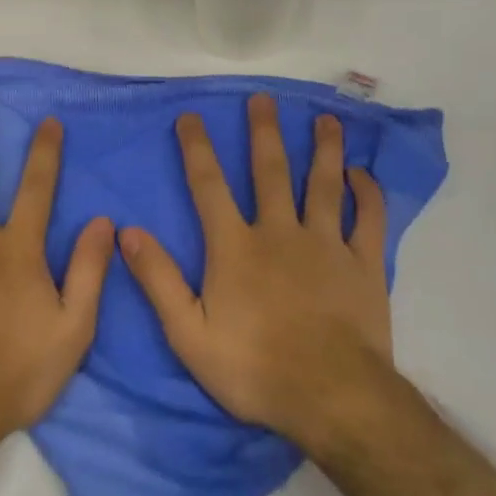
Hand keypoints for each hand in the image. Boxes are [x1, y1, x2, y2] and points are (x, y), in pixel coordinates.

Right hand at [119, 94, 395, 452]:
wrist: (331, 397)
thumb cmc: (254, 368)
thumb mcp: (188, 334)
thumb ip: (158, 280)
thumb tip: (127, 231)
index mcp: (236, 246)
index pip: (209, 185)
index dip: (197, 148)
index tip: (190, 117)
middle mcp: (280, 232)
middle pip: (270, 171)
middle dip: (264, 132)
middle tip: (264, 98)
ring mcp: (326, 245)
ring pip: (323, 184)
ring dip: (324, 149)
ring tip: (326, 119)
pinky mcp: (364, 264)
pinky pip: (368, 219)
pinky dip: (366, 193)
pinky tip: (362, 174)